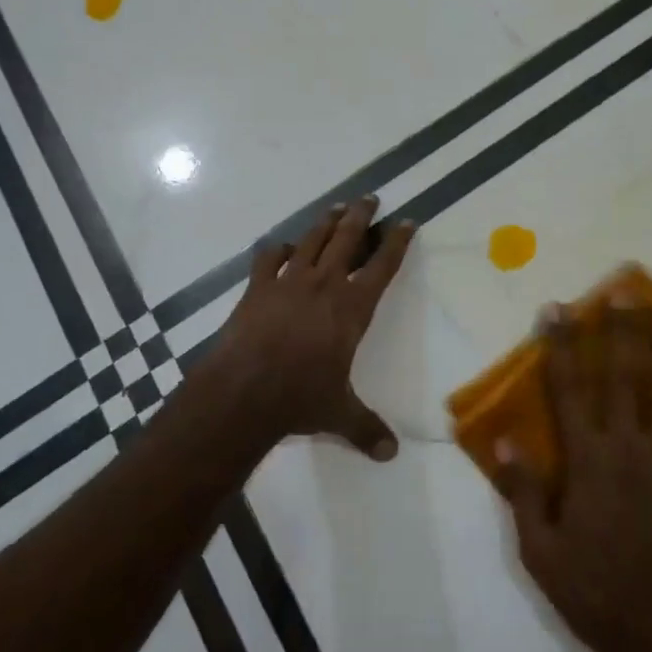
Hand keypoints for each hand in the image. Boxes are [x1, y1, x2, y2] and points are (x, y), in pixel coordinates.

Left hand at [207, 195, 414, 460]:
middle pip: (348, 239)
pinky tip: (283, 247)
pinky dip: (279, 248)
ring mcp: (288, 281)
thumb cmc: (300, 398)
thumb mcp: (339, 414)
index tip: (406, 221)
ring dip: (326, 222)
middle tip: (370, 197)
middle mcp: (324, 284)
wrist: (245, 390)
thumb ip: (366, 429)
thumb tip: (390, 454)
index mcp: (352, 308)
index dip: (396, 241)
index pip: (383, 266)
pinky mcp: (258, 287)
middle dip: (361, 215)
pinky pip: (270, 257)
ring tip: (336, 208)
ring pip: (313, 240)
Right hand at [496, 302, 651, 651]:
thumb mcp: (540, 552)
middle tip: (621, 293)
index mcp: (588, 461)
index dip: (562, 346)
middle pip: (625, 377)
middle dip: (621, 331)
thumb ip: (523, 492)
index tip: (558, 310)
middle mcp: (629, 448)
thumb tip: (505, 440)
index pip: (570, 389)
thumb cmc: (595, 593)